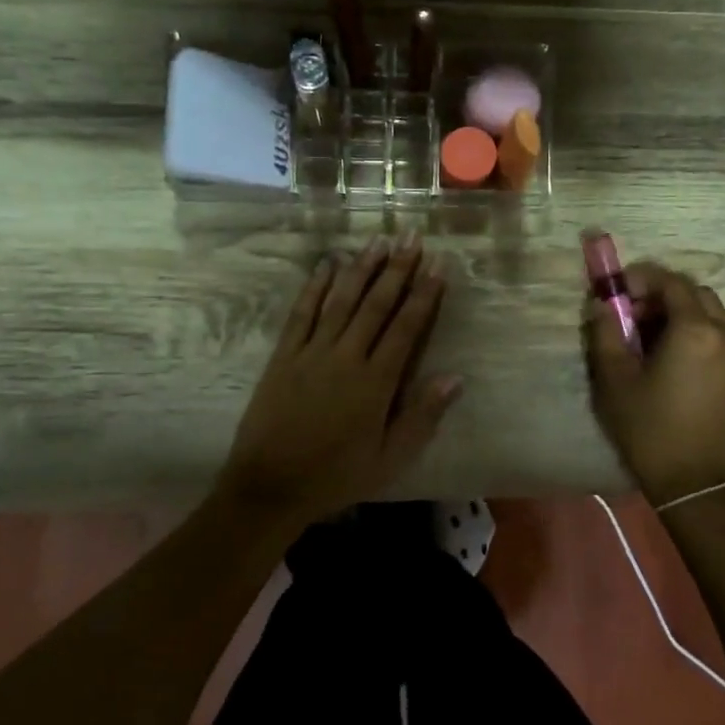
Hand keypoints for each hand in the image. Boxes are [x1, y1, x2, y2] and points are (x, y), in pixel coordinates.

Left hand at [214, 234, 460, 528]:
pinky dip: (315, 286)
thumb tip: (455, 377)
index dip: (424, 295)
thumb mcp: (389, 458)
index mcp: (376, 382)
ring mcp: (312, 352)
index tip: (438, 265)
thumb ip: (422, 416)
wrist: (270, 486)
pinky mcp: (284, 355)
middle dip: (397, 269)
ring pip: (341, 300)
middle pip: (376, 304)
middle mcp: (346, 357)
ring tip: (379, 241)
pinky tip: (327, 264)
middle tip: (412, 237)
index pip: (406, 328)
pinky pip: (302, 313)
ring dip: (361, 268)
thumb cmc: (336, 476)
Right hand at [582, 263, 724, 505]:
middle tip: (632, 313)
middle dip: (662, 293)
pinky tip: (673, 358)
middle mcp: (724, 335)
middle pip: (695, 293)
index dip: (641, 278)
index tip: (617, 290)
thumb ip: (605, 333)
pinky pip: (721, 336)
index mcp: (695, 330)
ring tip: (651, 336)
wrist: (695, 484)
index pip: (671, 282)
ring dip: (681, 311)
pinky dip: (697, 331)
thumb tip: (602, 305)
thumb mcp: (615, 380)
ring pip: (712, 313)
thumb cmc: (650, 430)